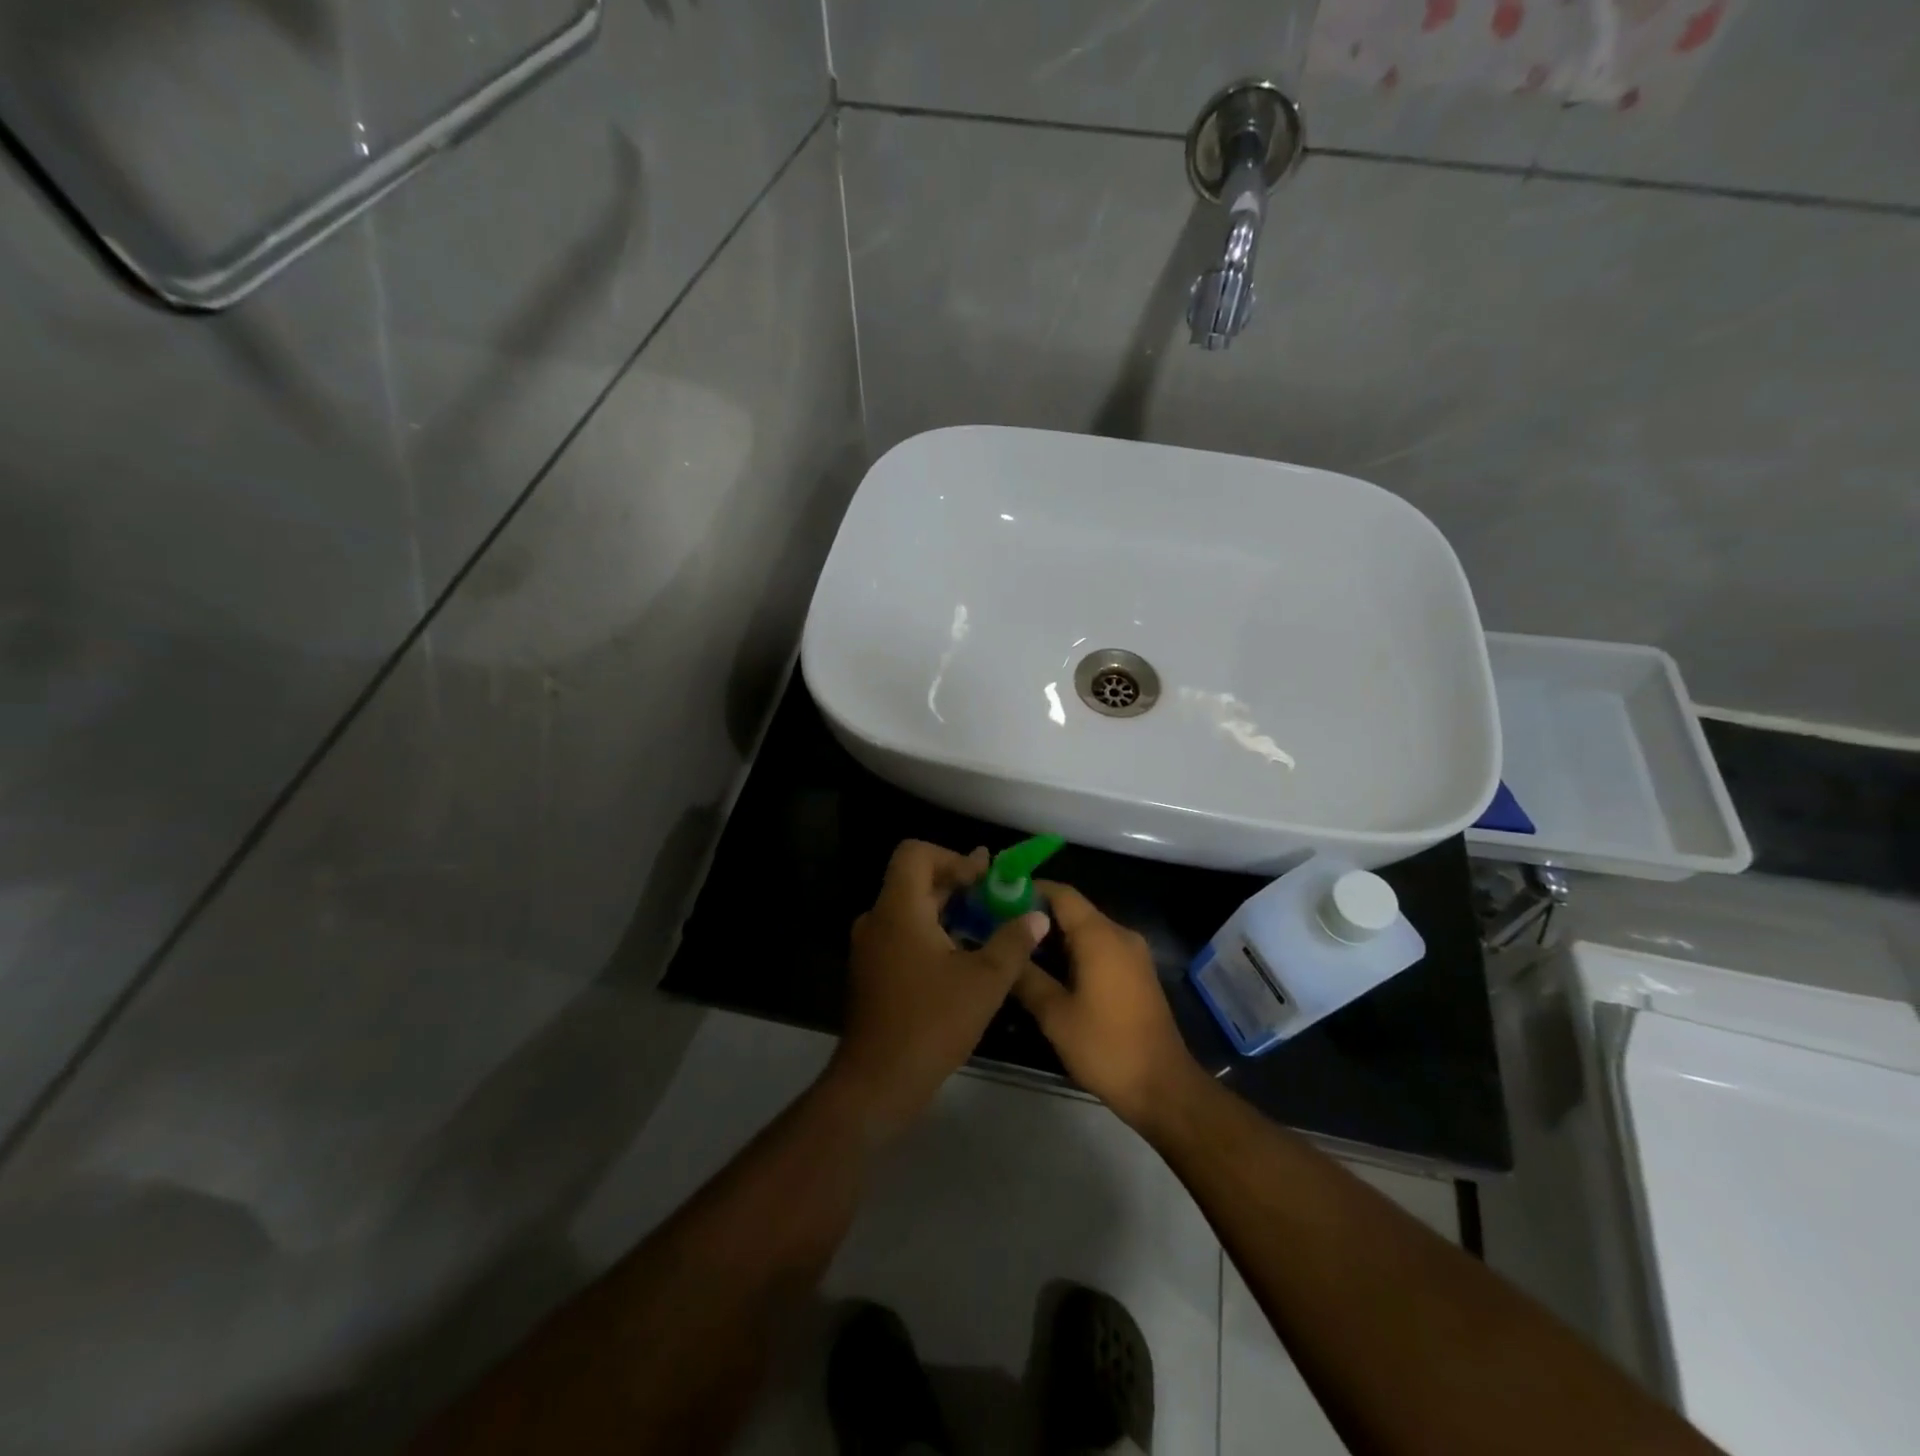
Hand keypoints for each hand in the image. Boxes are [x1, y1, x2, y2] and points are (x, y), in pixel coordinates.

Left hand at [828, 840, 1048, 1141]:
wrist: (878, 1082)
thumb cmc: (932, 1023)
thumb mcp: (984, 981)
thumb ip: (1013, 942)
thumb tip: (1037, 915)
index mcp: (899, 909)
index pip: (916, 853)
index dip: (953, 857)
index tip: (984, 880)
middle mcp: (878, 919)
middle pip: (915, 880)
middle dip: (958, 883)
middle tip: (996, 895)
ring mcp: (871, 947)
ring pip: (911, 909)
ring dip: (948, 910)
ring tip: (987, 924)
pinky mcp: (873, 971)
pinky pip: (904, 934)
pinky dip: (933, 932)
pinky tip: (964, 956)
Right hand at [1011, 883, 1202, 1127]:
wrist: (1162, 1087)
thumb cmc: (1105, 1047)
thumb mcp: (1055, 1014)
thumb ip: (1026, 976)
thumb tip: (1002, 950)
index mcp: (1100, 935)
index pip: (1061, 894)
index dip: (1029, 890)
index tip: (997, 898)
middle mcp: (1120, 934)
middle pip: (1073, 910)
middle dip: (1037, 915)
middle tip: (999, 928)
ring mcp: (1132, 954)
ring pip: (1086, 930)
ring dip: (1054, 937)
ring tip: (1017, 950)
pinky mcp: (1136, 973)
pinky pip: (1099, 948)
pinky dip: (1073, 951)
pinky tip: (1048, 971)